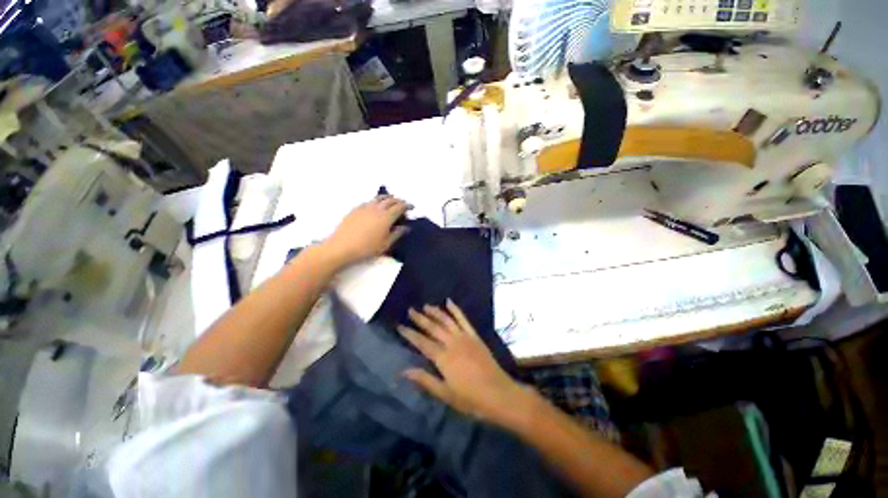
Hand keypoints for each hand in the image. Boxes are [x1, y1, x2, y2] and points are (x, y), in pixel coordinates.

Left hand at [323, 196, 409, 267]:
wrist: (342, 247)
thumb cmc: (366, 248)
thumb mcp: (385, 244)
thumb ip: (397, 234)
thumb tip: (405, 227)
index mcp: (386, 217)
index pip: (400, 207)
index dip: (407, 206)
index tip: (412, 207)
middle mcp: (377, 209)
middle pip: (390, 200)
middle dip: (398, 201)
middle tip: (403, 204)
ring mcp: (365, 207)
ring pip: (379, 198)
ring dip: (387, 198)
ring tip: (391, 201)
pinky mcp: (355, 209)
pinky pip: (369, 201)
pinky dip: (376, 201)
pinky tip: (375, 205)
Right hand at [399, 300, 531, 425]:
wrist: (499, 394)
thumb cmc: (470, 399)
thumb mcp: (445, 394)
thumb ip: (425, 380)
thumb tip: (403, 371)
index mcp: (443, 358)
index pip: (422, 343)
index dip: (410, 334)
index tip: (400, 326)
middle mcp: (452, 343)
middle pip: (433, 328)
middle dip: (420, 318)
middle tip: (410, 310)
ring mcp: (464, 337)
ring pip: (447, 320)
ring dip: (436, 312)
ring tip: (426, 305)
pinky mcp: (474, 336)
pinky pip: (463, 319)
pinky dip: (456, 310)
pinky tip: (449, 302)